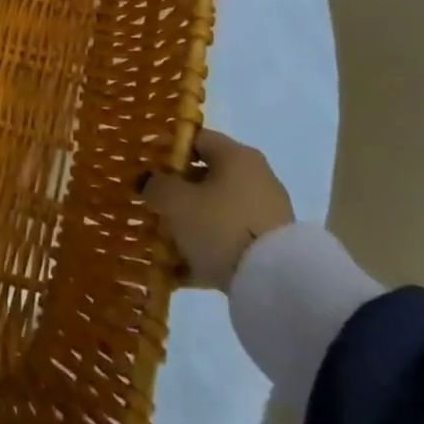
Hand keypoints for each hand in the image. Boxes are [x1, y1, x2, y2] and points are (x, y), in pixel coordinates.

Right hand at [142, 128, 294, 289]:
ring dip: (190, 223)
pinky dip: (207, 249)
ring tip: (165, 244)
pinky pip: (230, 239)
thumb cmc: (220, 226)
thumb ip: (157, 185)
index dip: (168, 150)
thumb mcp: (176, 201)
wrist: (276, 284)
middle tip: (153, 207)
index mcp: (236, 156)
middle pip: (207, 177)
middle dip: (177, 192)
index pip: (197, 139)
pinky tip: (183, 270)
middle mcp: (256, 177)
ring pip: (217, 211)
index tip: (147, 169)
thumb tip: (150, 181)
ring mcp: (266, 213)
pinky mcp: (271, 247)